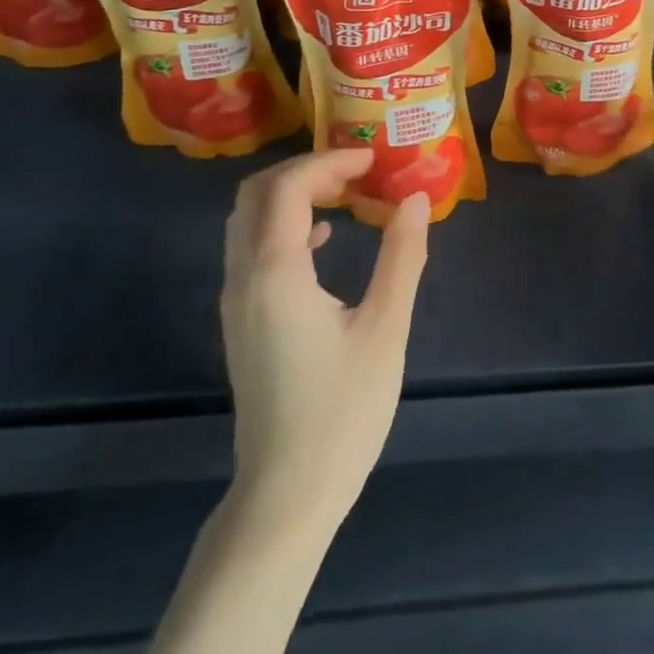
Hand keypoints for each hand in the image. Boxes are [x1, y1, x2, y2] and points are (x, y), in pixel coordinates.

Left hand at [220, 150, 428, 527]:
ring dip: (291, 194)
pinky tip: (323, 239)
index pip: (288, 187)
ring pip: (248, 220)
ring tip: (344, 192)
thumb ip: (401, 256)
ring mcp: (236, 301)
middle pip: (256, 193)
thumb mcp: (385, 328)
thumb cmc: (342, 411)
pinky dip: (283, 224)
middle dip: (305, 169)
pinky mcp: (241, 321)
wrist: (286, 494)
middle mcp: (244, 277)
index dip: (329, 161)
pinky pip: (251, 248)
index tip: (373, 159)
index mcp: (276, 272)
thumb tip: (417, 199)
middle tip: (356, 170)